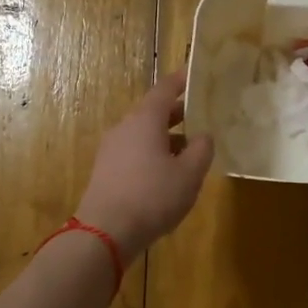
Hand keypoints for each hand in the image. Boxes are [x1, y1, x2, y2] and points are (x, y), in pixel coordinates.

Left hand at [76, 70, 215, 259]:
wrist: (105, 233)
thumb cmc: (152, 196)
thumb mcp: (189, 174)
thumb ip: (201, 150)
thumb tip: (203, 135)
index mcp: (145, 120)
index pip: (165, 90)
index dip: (181, 81)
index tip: (194, 74)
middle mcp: (125, 128)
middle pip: (153, 112)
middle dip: (178, 113)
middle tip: (202, 114)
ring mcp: (111, 150)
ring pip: (144, 134)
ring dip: (167, 137)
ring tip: (190, 149)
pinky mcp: (106, 171)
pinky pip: (135, 152)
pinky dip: (153, 153)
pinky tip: (168, 172)